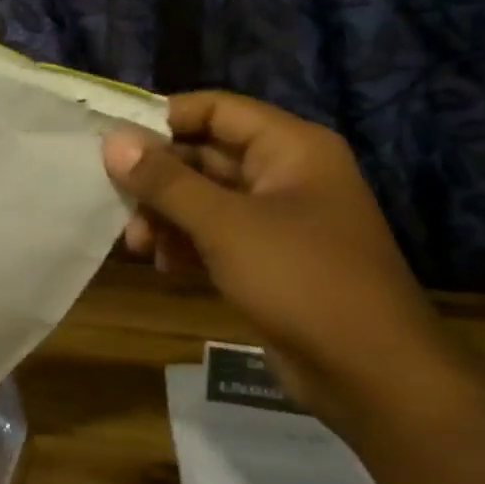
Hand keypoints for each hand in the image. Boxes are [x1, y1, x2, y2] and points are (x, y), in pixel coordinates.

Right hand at [105, 92, 470, 425]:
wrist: (371, 374)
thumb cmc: (301, 280)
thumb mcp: (225, 225)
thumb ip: (165, 181)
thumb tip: (113, 141)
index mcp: (290, 147)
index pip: (216, 109)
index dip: (163, 119)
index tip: (113, 141)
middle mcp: (286, 174)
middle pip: (205, 155)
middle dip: (158, 178)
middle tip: (113, 199)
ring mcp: (279, 219)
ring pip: (205, 199)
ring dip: (166, 215)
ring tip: (135, 244)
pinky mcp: (270, 259)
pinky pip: (215, 234)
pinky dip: (185, 243)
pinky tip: (161, 264)